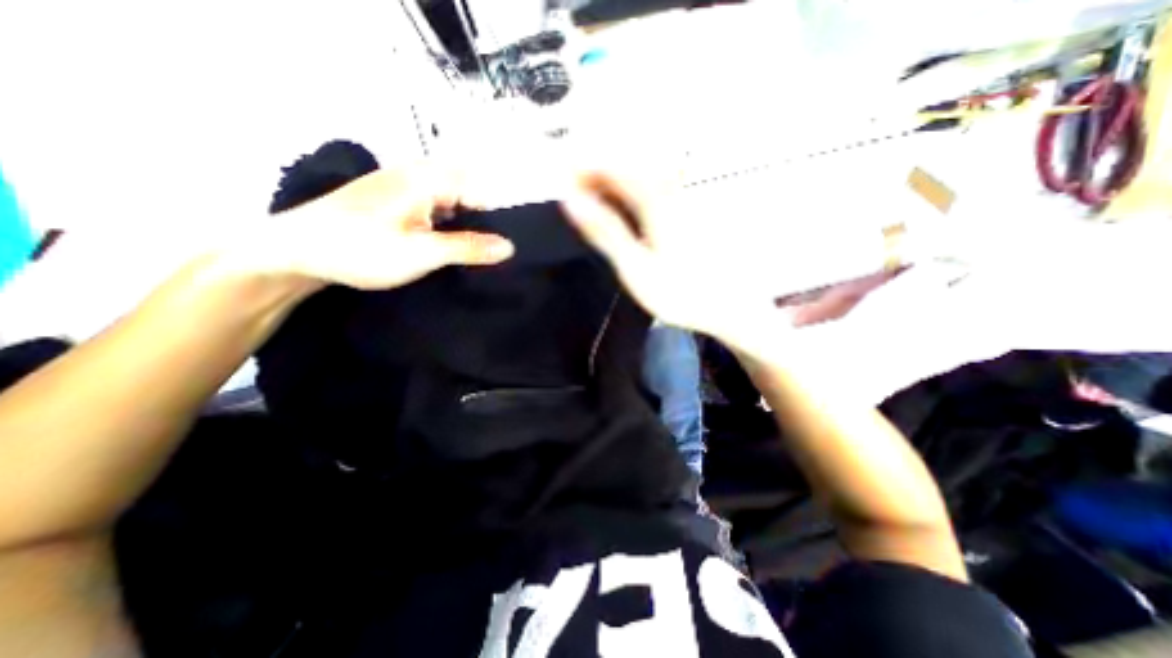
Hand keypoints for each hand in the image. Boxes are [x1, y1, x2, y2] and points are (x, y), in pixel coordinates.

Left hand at [235, 165, 514, 288]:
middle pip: (465, 190)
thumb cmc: (361, 250)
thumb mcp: (422, 253)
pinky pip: (431, 203)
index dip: (494, 215)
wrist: (295, 251)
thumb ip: (469, 248)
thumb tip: (510, 247)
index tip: (499, 245)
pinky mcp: (391, 197)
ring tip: (467, 250)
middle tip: (485, 250)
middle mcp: (416, 173)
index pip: (479, 189)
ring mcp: (401, 184)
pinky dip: (443, 222)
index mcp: (426, 179)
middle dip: (480, 218)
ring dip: (461, 221)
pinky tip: (441, 243)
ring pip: (448, 198)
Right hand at [559, 168, 776, 349]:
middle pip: (625, 163)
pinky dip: (626, 192)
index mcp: (656, 202)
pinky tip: (618, 207)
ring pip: (638, 173)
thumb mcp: (636, 268)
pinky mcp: (685, 209)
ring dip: (609, 180)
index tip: (559, 175)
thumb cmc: (681, 293)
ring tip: (588, 199)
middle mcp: (670, 189)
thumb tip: (572, 201)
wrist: (729, 306)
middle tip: (570, 191)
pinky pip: (650, 187)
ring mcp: (681, 197)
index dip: (582, 166)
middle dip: (593, 170)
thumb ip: (606, 232)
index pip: (612, 166)